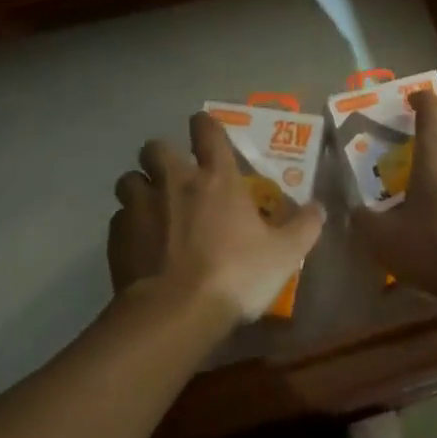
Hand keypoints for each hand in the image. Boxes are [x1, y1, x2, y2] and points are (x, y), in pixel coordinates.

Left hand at [109, 112, 325, 327]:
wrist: (174, 312)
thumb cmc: (235, 275)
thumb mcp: (284, 255)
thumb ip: (304, 227)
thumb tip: (319, 208)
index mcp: (216, 178)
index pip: (207, 132)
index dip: (204, 125)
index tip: (202, 128)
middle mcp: (174, 181)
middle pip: (155, 148)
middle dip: (161, 156)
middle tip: (174, 176)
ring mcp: (141, 206)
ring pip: (128, 179)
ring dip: (139, 188)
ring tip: (151, 208)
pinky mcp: (117, 236)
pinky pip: (118, 218)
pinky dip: (128, 225)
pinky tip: (140, 245)